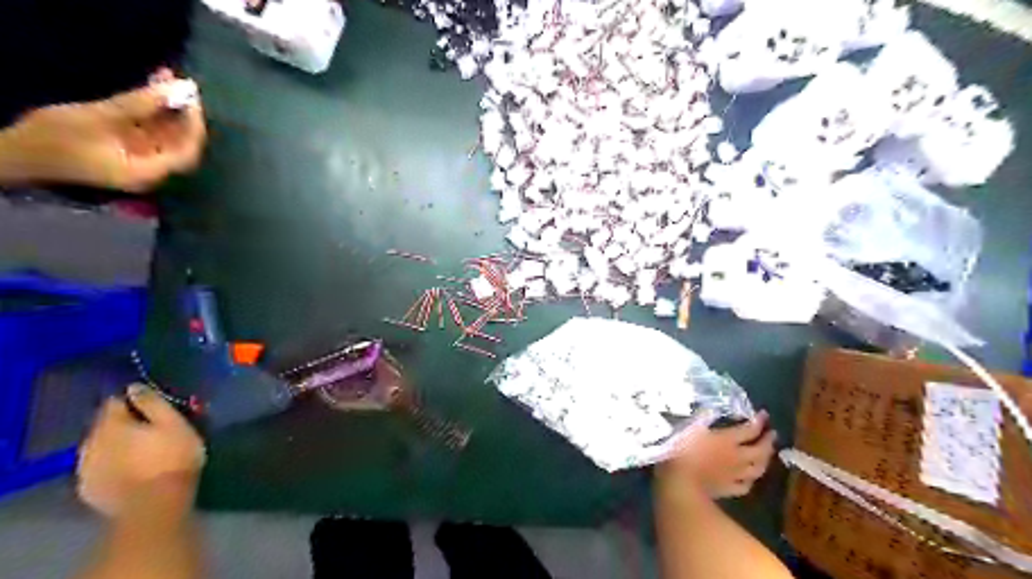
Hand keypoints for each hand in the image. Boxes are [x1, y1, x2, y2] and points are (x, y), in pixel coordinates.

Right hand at [0, 73, 205, 191]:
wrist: (13, 153)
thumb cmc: (54, 138)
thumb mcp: (98, 117)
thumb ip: (140, 104)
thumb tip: (179, 89)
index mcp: (148, 172)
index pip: (186, 150)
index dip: (193, 124)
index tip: (191, 96)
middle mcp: (151, 170)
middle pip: (178, 141)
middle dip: (180, 111)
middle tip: (180, 82)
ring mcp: (139, 159)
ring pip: (163, 132)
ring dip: (166, 106)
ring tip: (166, 77)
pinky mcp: (125, 148)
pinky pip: (147, 129)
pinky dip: (151, 110)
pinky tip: (152, 86)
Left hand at [77, 388, 205, 517]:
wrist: (154, 505)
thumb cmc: (172, 458)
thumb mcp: (174, 424)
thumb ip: (153, 403)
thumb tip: (134, 387)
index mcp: (111, 424)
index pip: (114, 402)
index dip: (133, 401)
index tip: (152, 406)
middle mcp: (90, 443)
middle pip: (105, 426)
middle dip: (124, 425)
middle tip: (151, 430)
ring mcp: (86, 469)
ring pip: (100, 448)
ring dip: (116, 446)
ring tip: (141, 451)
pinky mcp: (89, 490)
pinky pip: (99, 469)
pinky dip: (112, 466)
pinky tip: (130, 471)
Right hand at [656, 411, 777, 497]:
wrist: (680, 482)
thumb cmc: (682, 450)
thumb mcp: (690, 427)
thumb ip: (703, 418)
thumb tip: (712, 409)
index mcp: (727, 440)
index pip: (750, 430)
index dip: (759, 421)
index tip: (764, 414)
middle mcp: (737, 457)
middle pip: (760, 450)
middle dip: (768, 441)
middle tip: (772, 434)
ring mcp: (734, 475)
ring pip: (757, 468)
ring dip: (765, 460)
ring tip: (767, 455)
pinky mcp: (728, 489)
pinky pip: (745, 485)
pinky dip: (750, 480)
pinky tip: (750, 478)